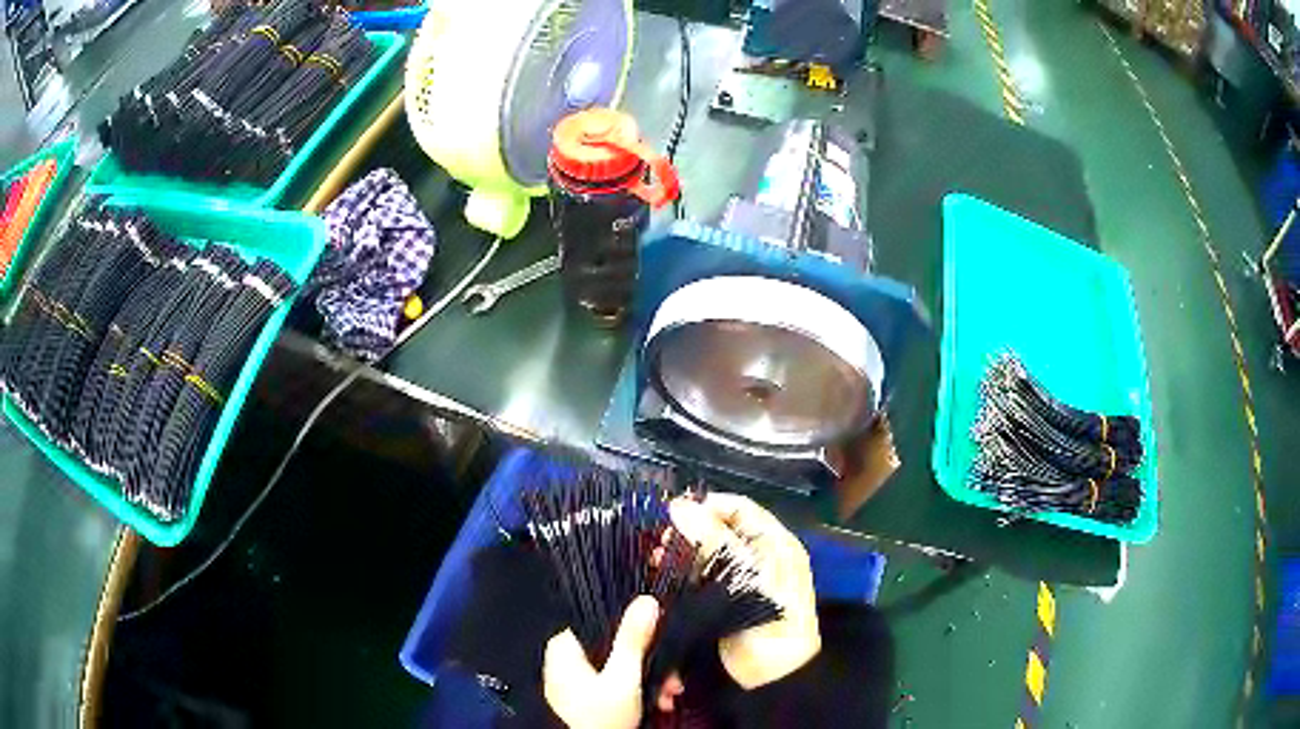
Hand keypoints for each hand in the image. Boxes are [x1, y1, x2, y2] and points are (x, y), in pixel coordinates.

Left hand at [543, 595, 660, 728]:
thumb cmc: (602, 717)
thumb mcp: (624, 677)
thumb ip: (634, 639)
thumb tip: (646, 600)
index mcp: (563, 648)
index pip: (600, 621)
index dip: (634, 628)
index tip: (662, 637)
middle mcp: (563, 660)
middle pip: (614, 647)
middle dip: (650, 661)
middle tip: (672, 678)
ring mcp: (572, 681)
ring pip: (617, 666)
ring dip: (649, 678)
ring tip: (670, 693)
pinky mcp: (582, 697)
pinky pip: (612, 682)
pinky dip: (636, 689)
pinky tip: (657, 701)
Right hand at [669, 493, 819, 689]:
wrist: (774, 676)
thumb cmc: (767, 623)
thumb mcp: (744, 578)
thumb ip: (713, 541)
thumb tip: (679, 506)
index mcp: (776, 544)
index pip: (740, 509)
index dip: (707, 505)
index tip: (671, 512)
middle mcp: (762, 556)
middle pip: (723, 529)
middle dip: (690, 530)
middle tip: (661, 540)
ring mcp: (746, 579)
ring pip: (710, 552)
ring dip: (684, 551)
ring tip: (658, 557)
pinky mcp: (730, 600)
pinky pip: (706, 575)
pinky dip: (686, 572)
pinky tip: (666, 575)